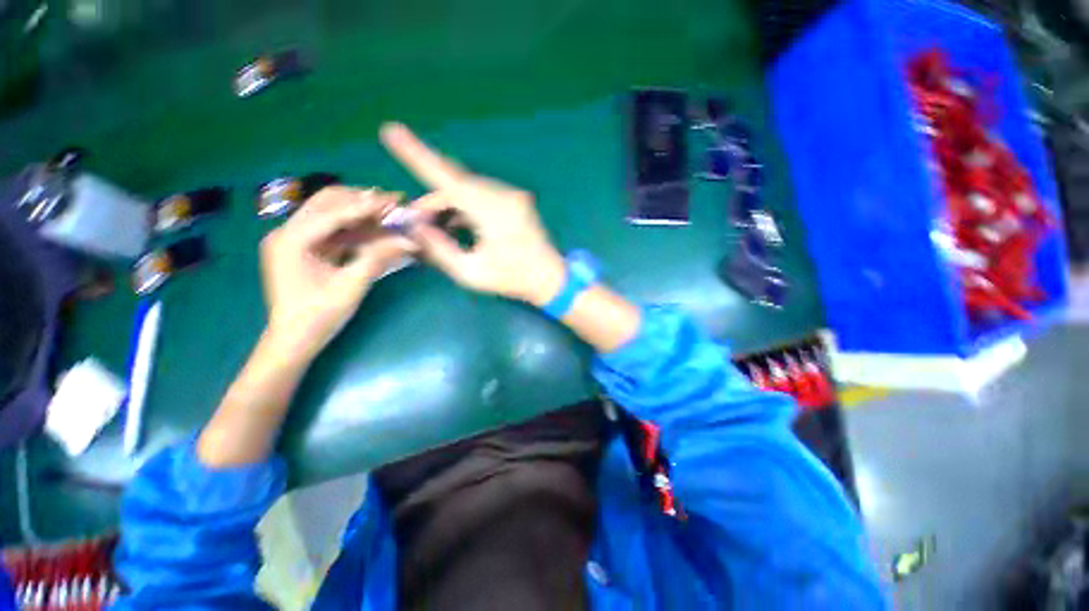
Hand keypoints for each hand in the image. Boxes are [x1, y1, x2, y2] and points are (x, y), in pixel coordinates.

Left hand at [260, 186, 414, 357]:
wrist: (294, 339)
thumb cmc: (319, 315)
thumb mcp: (352, 286)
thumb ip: (379, 258)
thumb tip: (410, 241)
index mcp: (292, 240)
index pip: (333, 213)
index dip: (366, 205)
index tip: (394, 199)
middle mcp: (287, 232)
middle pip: (327, 203)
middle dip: (361, 200)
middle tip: (392, 202)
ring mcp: (294, 240)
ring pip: (330, 212)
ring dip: (359, 211)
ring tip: (388, 212)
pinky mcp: (304, 248)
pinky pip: (332, 229)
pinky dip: (354, 226)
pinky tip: (375, 227)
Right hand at [379, 123, 566, 306]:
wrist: (551, 278)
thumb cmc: (512, 279)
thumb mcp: (471, 272)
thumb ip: (440, 248)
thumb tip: (415, 226)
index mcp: (493, 212)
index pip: (448, 178)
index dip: (418, 155)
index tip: (391, 131)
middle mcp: (504, 195)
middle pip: (456, 183)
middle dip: (432, 199)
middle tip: (416, 220)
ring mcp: (512, 195)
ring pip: (468, 187)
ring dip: (448, 203)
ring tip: (433, 226)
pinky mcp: (515, 199)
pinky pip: (482, 193)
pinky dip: (464, 205)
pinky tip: (454, 223)